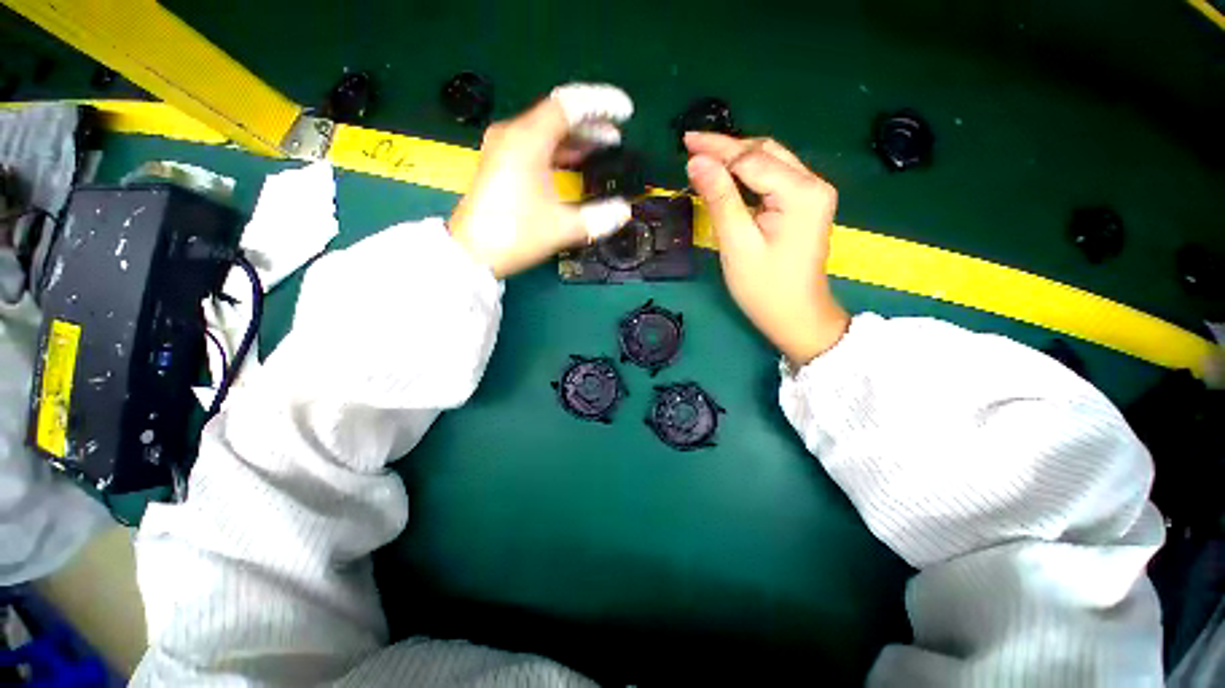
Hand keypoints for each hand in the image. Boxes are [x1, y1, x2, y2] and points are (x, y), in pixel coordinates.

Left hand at [449, 84, 633, 277]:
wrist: (472, 253)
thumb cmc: (515, 235)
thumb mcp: (562, 228)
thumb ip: (598, 218)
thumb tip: (624, 211)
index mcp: (527, 140)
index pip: (569, 105)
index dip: (601, 104)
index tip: (626, 112)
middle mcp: (513, 135)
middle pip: (557, 115)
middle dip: (591, 123)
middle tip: (617, 136)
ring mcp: (504, 148)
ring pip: (547, 130)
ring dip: (576, 137)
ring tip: (603, 147)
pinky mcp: (501, 164)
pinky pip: (537, 145)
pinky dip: (560, 150)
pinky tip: (575, 162)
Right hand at [684, 132, 848, 366]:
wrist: (796, 317)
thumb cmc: (765, 288)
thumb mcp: (737, 244)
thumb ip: (719, 199)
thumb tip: (697, 162)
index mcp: (801, 192)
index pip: (751, 160)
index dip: (717, 151)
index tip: (686, 144)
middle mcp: (813, 184)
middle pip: (764, 153)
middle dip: (727, 147)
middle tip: (691, 143)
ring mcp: (812, 194)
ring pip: (769, 162)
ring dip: (736, 158)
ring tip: (704, 155)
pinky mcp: (804, 205)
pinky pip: (773, 178)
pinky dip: (748, 174)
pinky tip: (727, 175)